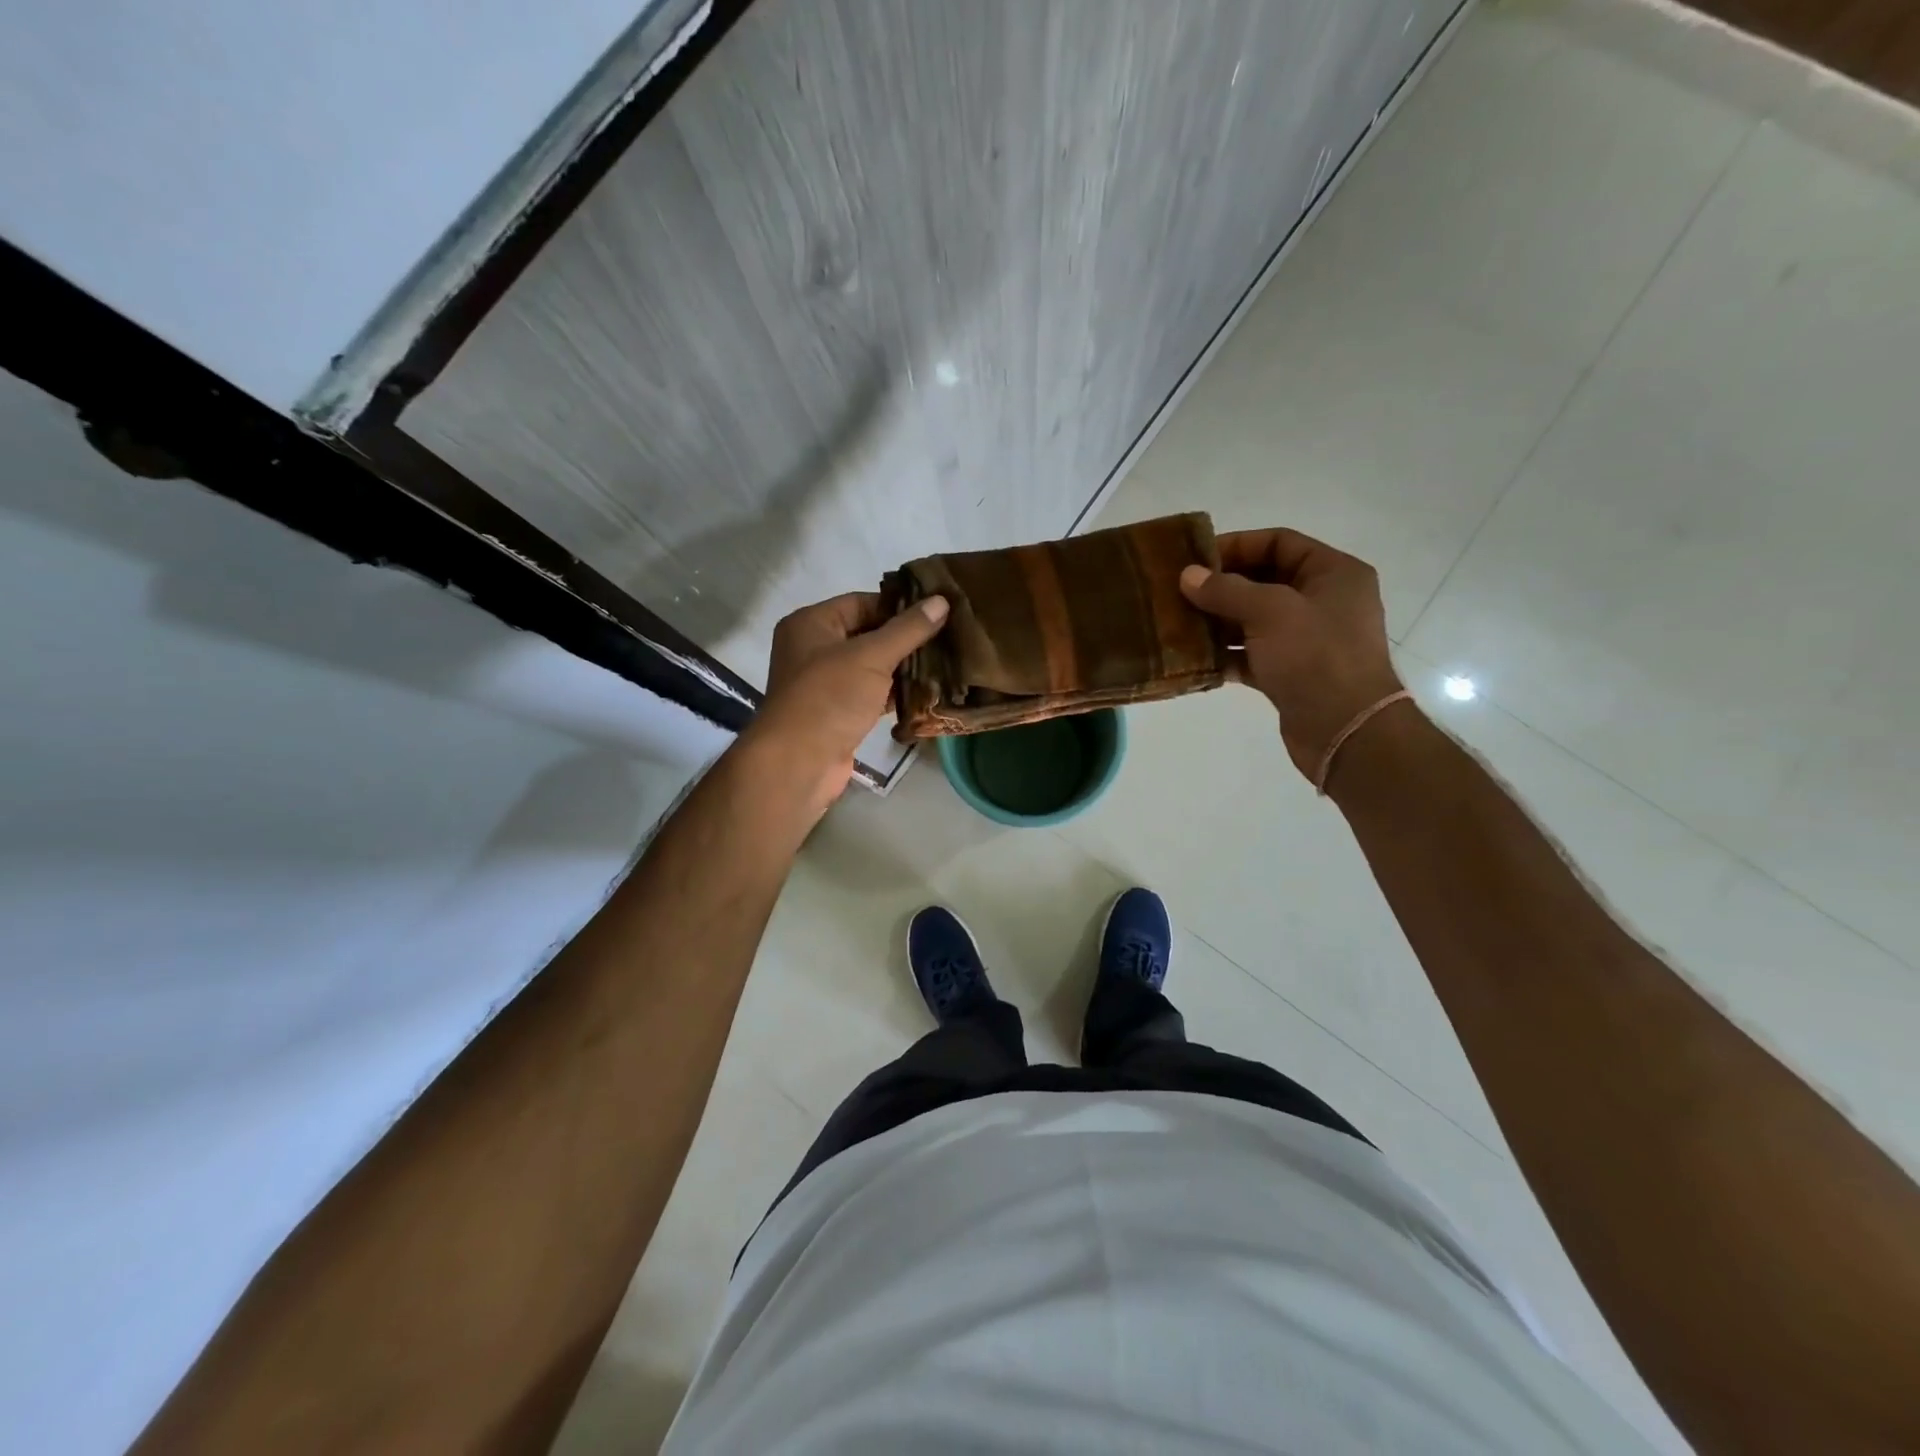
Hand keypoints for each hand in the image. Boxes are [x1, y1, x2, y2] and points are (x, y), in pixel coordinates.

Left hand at [743, 590, 950, 809]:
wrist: (799, 762)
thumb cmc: (830, 697)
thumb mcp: (872, 656)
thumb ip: (908, 629)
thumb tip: (942, 600)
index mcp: (811, 624)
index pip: (861, 602)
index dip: (898, 606)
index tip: (937, 610)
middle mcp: (814, 649)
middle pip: (867, 634)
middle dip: (906, 638)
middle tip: (948, 635)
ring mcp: (825, 684)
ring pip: (872, 667)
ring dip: (904, 667)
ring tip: (946, 661)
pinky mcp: (838, 713)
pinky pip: (871, 694)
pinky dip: (895, 693)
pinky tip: (928, 692)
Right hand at [1179, 529, 1404, 781]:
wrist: (1346, 731)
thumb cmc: (1315, 656)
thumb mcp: (1270, 611)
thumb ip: (1226, 590)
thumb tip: (1188, 575)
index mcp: (1334, 573)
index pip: (1280, 542)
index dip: (1237, 545)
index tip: (1195, 560)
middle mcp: (1324, 601)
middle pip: (1265, 580)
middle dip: (1222, 586)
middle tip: (1179, 592)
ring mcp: (1308, 640)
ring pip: (1255, 620)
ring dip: (1218, 621)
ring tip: (1179, 624)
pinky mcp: (1292, 674)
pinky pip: (1253, 655)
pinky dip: (1227, 655)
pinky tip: (1196, 658)